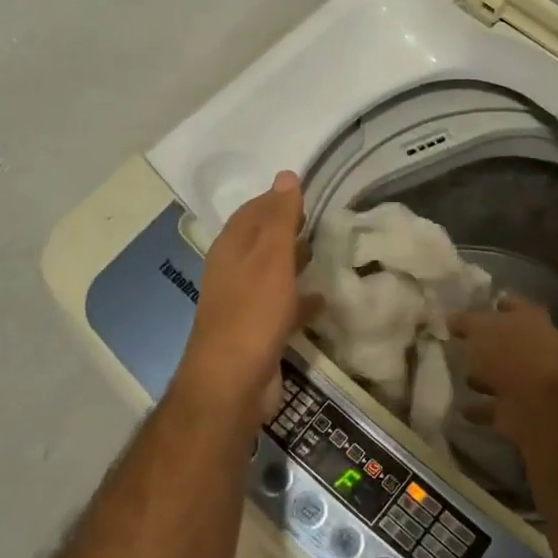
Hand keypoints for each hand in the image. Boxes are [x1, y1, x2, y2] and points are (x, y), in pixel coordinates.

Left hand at [173, 172, 320, 427]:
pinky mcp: (259, 331)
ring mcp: (245, 303)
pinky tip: (322, 298)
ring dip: (294, 260)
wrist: (233, 383)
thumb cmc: (252, 313)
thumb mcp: (271, 258)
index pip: (253, 211)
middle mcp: (234, 271)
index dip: (276, 198)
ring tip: (325, 251)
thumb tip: (286, 175)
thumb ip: (280, 218)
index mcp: (232, 249)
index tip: (308, 190)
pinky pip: (283, 305)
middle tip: (322, 218)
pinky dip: (301, 298)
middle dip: (287, 227)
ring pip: (272, 272)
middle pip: (261, 240)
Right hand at [448, 297, 557, 442]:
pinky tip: (459, 405)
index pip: (509, 303)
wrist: (536, 405)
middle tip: (454, 342)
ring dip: (480, 375)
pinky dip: (479, 406)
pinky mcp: (520, 406)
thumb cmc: (509, 354)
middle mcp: (534, 345)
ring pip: (500, 372)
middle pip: (504, 339)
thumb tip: (451, 317)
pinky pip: (494, 404)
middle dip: (482, 342)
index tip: (464, 309)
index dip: (488, 304)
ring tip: (453, 373)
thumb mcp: (479, 328)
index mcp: (529, 318)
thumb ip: (464, 321)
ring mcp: (528, 378)